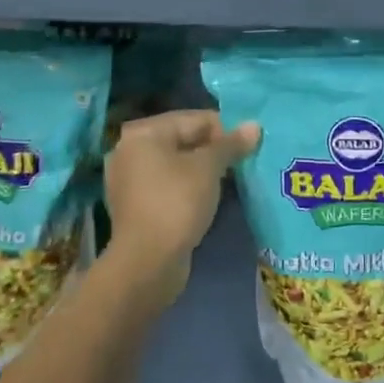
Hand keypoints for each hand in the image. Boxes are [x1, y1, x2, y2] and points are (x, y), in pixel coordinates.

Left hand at [104, 110, 259, 301]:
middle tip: (241, 163)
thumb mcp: (208, 168)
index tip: (248, 146)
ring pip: (175, 164)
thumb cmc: (177, 203)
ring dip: (201, 170)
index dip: (225, 129)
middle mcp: (130, 150)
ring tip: (228, 180)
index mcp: (143, 133)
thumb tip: (254, 126)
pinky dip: (187, 187)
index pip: (194, 119)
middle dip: (213, 149)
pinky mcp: (135, 206)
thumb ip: (231, 144)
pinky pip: (167, 185)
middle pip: (183, 139)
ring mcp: (129, 180)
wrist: (147, 263)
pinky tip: (207, 198)